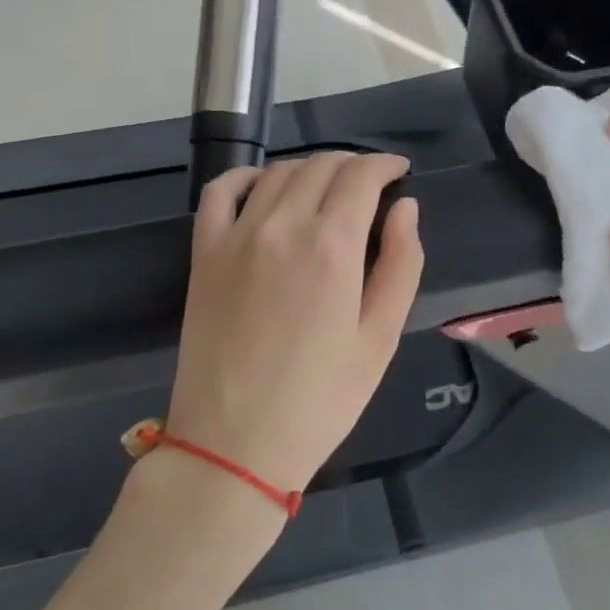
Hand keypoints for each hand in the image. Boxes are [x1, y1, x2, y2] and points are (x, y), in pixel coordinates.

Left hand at [166, 152, 424, 496]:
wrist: (234, 444)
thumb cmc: (321, 399)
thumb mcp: (381, 338)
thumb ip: (401, 264)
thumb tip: (405, 208)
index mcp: (333, 246)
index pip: (362, 176)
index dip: (385, 165)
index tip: (399, 173)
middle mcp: (283, 225)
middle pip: (321, 166)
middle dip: (353, 166)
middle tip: (369, 186)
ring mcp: (237, 235)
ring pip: (278, 172)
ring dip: (309, 170)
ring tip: (326, 190)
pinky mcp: (204, 252)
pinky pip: (221, 192)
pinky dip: (247, 177)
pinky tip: (264, 187)